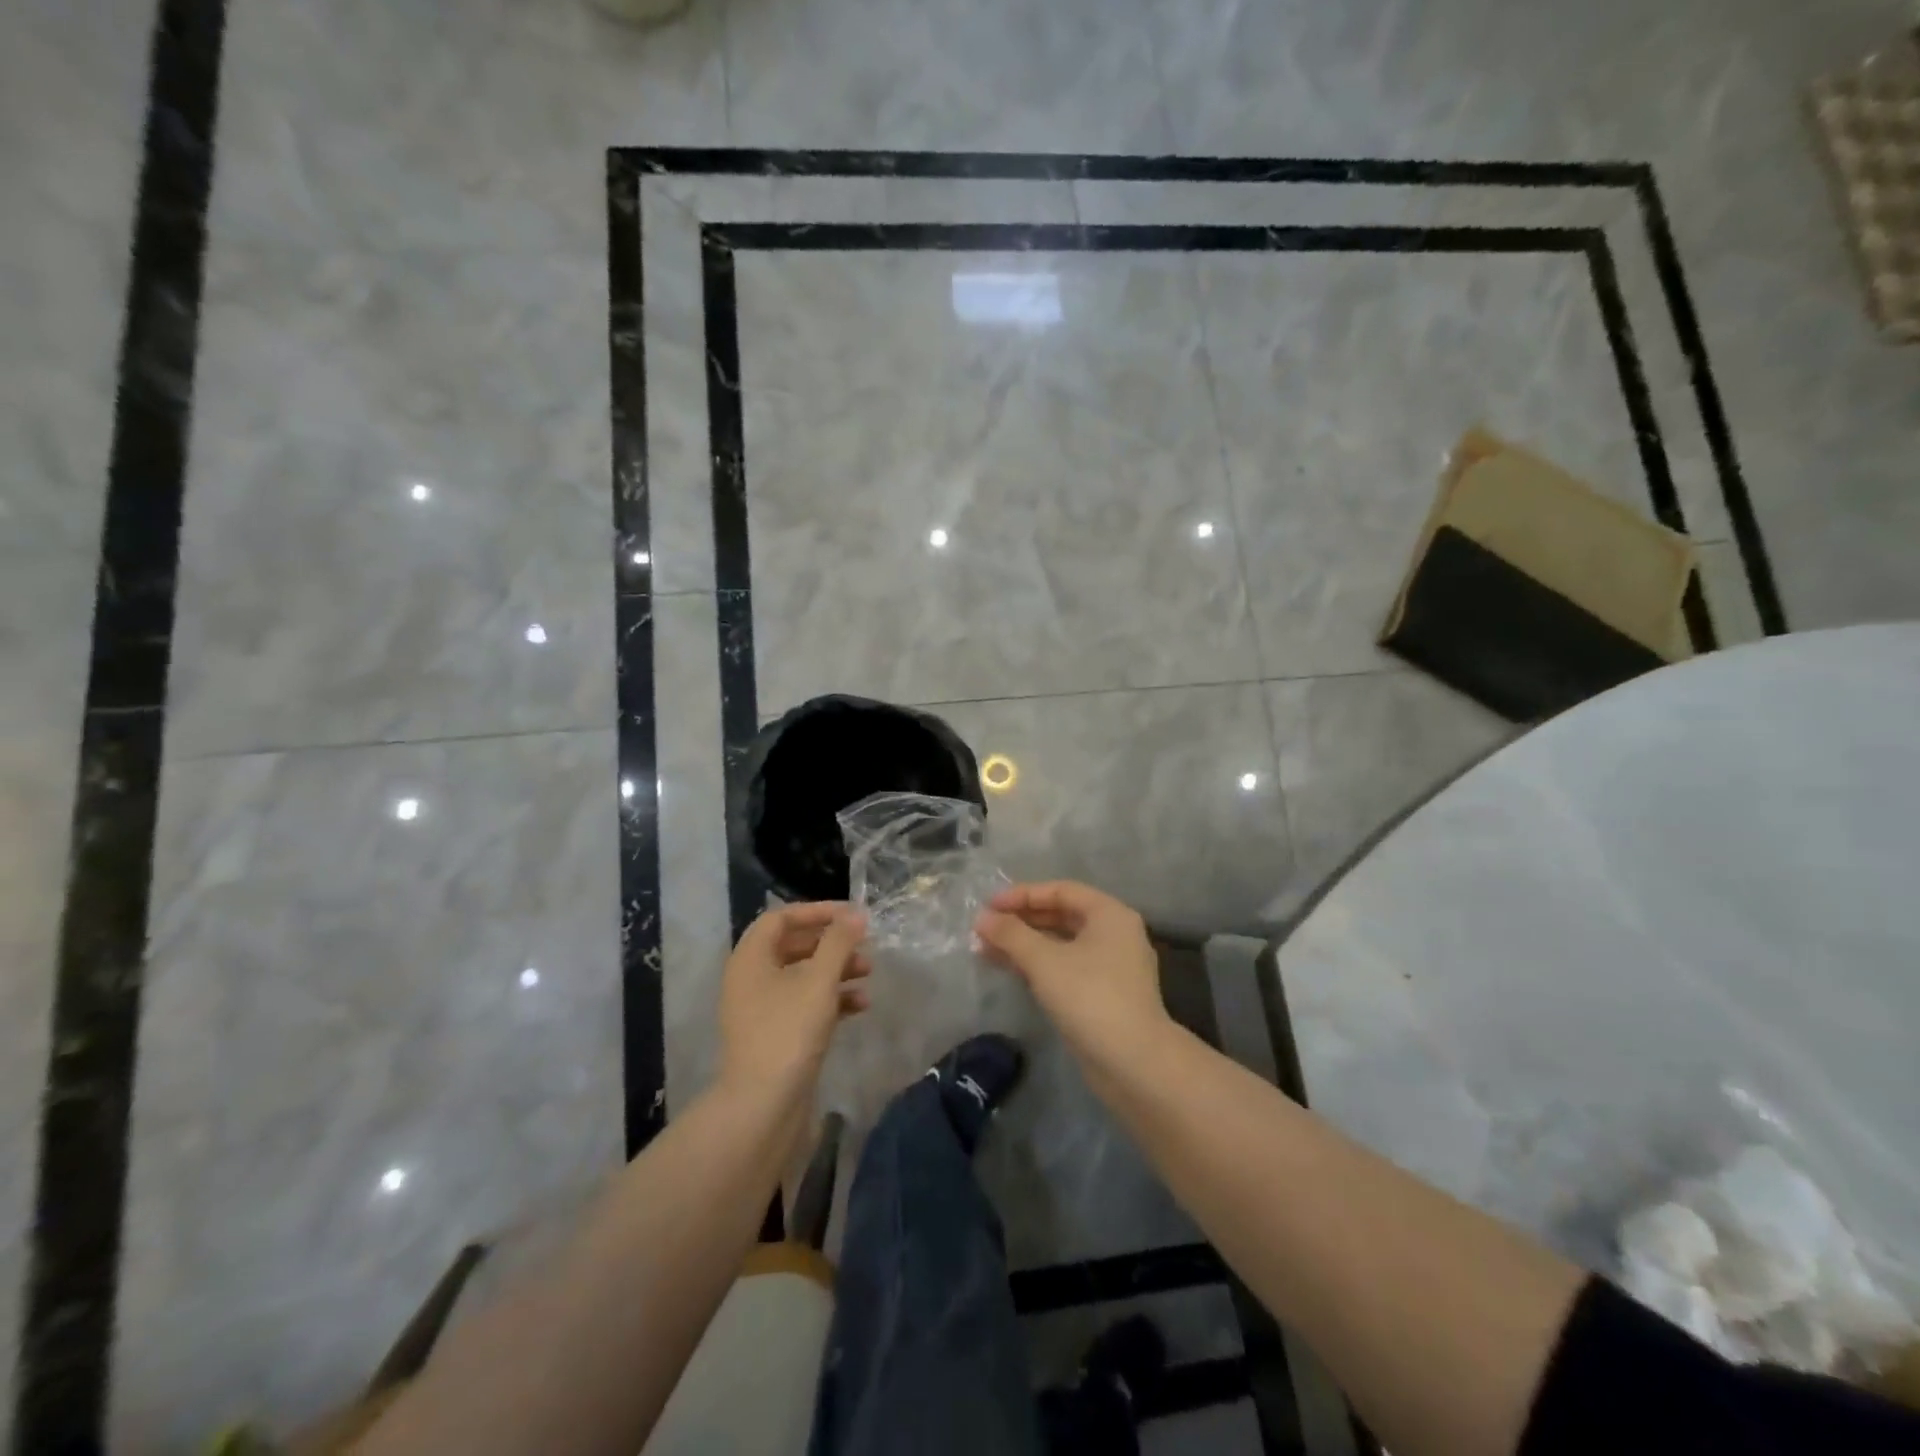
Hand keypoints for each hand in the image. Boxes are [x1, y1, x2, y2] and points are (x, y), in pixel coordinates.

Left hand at [718, 903, 870, 1101]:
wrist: (763, 1106)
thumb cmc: (789, 1032)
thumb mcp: (819, 981)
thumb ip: (838, 942)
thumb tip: (855, 914)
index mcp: (750, 958)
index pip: (781, 918)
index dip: (816, 911)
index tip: (850, 914)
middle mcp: (751, 978)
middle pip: (794, 945)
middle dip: (832, 942)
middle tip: (863, 943)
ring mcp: (761, 1008)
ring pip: (802, 975)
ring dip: (836, 969)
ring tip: (868, 972)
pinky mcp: (775, 1034)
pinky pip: (804, 1003)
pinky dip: (831, 998)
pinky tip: (861, 1005)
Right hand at [973, 881, 1170, 1077]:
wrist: (1134, 1063)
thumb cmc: (1090, 997)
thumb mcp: (1044, 960)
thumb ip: (1011, 934)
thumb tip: (982, 918)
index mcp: (1109, 914)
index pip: (1061, 890)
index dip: (1022, 895)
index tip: (989, 906)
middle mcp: (1115, 934)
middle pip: (1062, 916)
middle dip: (1021, 921)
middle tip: (985, 928)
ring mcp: (1112, 967)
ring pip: (1062, 944)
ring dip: (1025, 945)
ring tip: (986, 950)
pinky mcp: (1105, 996)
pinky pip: (1066, 968)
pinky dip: (1039, 966)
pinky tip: (1011, 971)